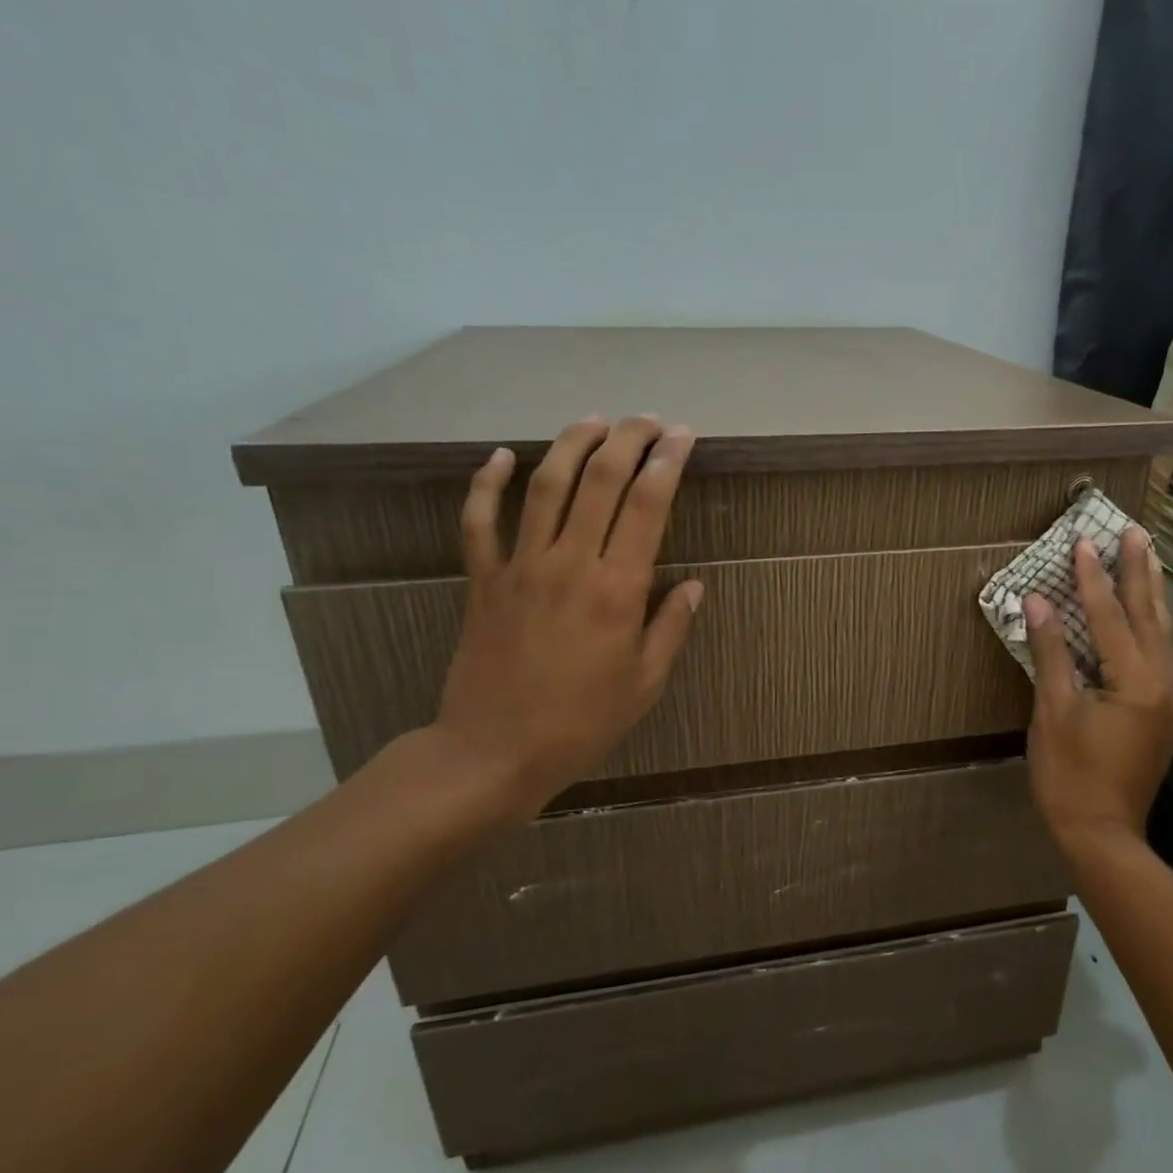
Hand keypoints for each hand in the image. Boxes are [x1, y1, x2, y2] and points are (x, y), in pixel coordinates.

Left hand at [428, 416, 701, 820]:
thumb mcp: (645, 684)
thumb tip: (693, 586)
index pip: (647, 506)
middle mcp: (570, 563)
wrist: (495, 751)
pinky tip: (501, 456)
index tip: (682, 436)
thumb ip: (670, 628)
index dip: (667, 463)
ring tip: (594, 421)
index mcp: (617, 590)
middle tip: (647, 420)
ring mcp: (521, 567)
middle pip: (601, 481)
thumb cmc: (582, 723)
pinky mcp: (483, 580)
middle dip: (628, 440)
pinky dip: (487, 484)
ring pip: (546, 486)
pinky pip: (479, 522)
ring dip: (572, 445)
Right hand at [1025, 527, 1172, 856]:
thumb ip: (1051, 652)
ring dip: (1152, 595)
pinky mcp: (1162, 715)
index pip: (1112, 616)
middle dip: (1141, 572)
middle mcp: (1162, 683)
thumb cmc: (1070, 775)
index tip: (1085, 541)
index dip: (1094, 578)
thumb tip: (1038, 602)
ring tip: (1149, 559)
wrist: (1102, 835)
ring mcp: (1168, 700)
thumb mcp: (1053, 711)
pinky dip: (1150, 626)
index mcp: (1135, 680)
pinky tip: (1145, 617)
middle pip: (1151, 616)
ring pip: (1161, 634)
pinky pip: (1158, 655)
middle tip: (1138, 532)